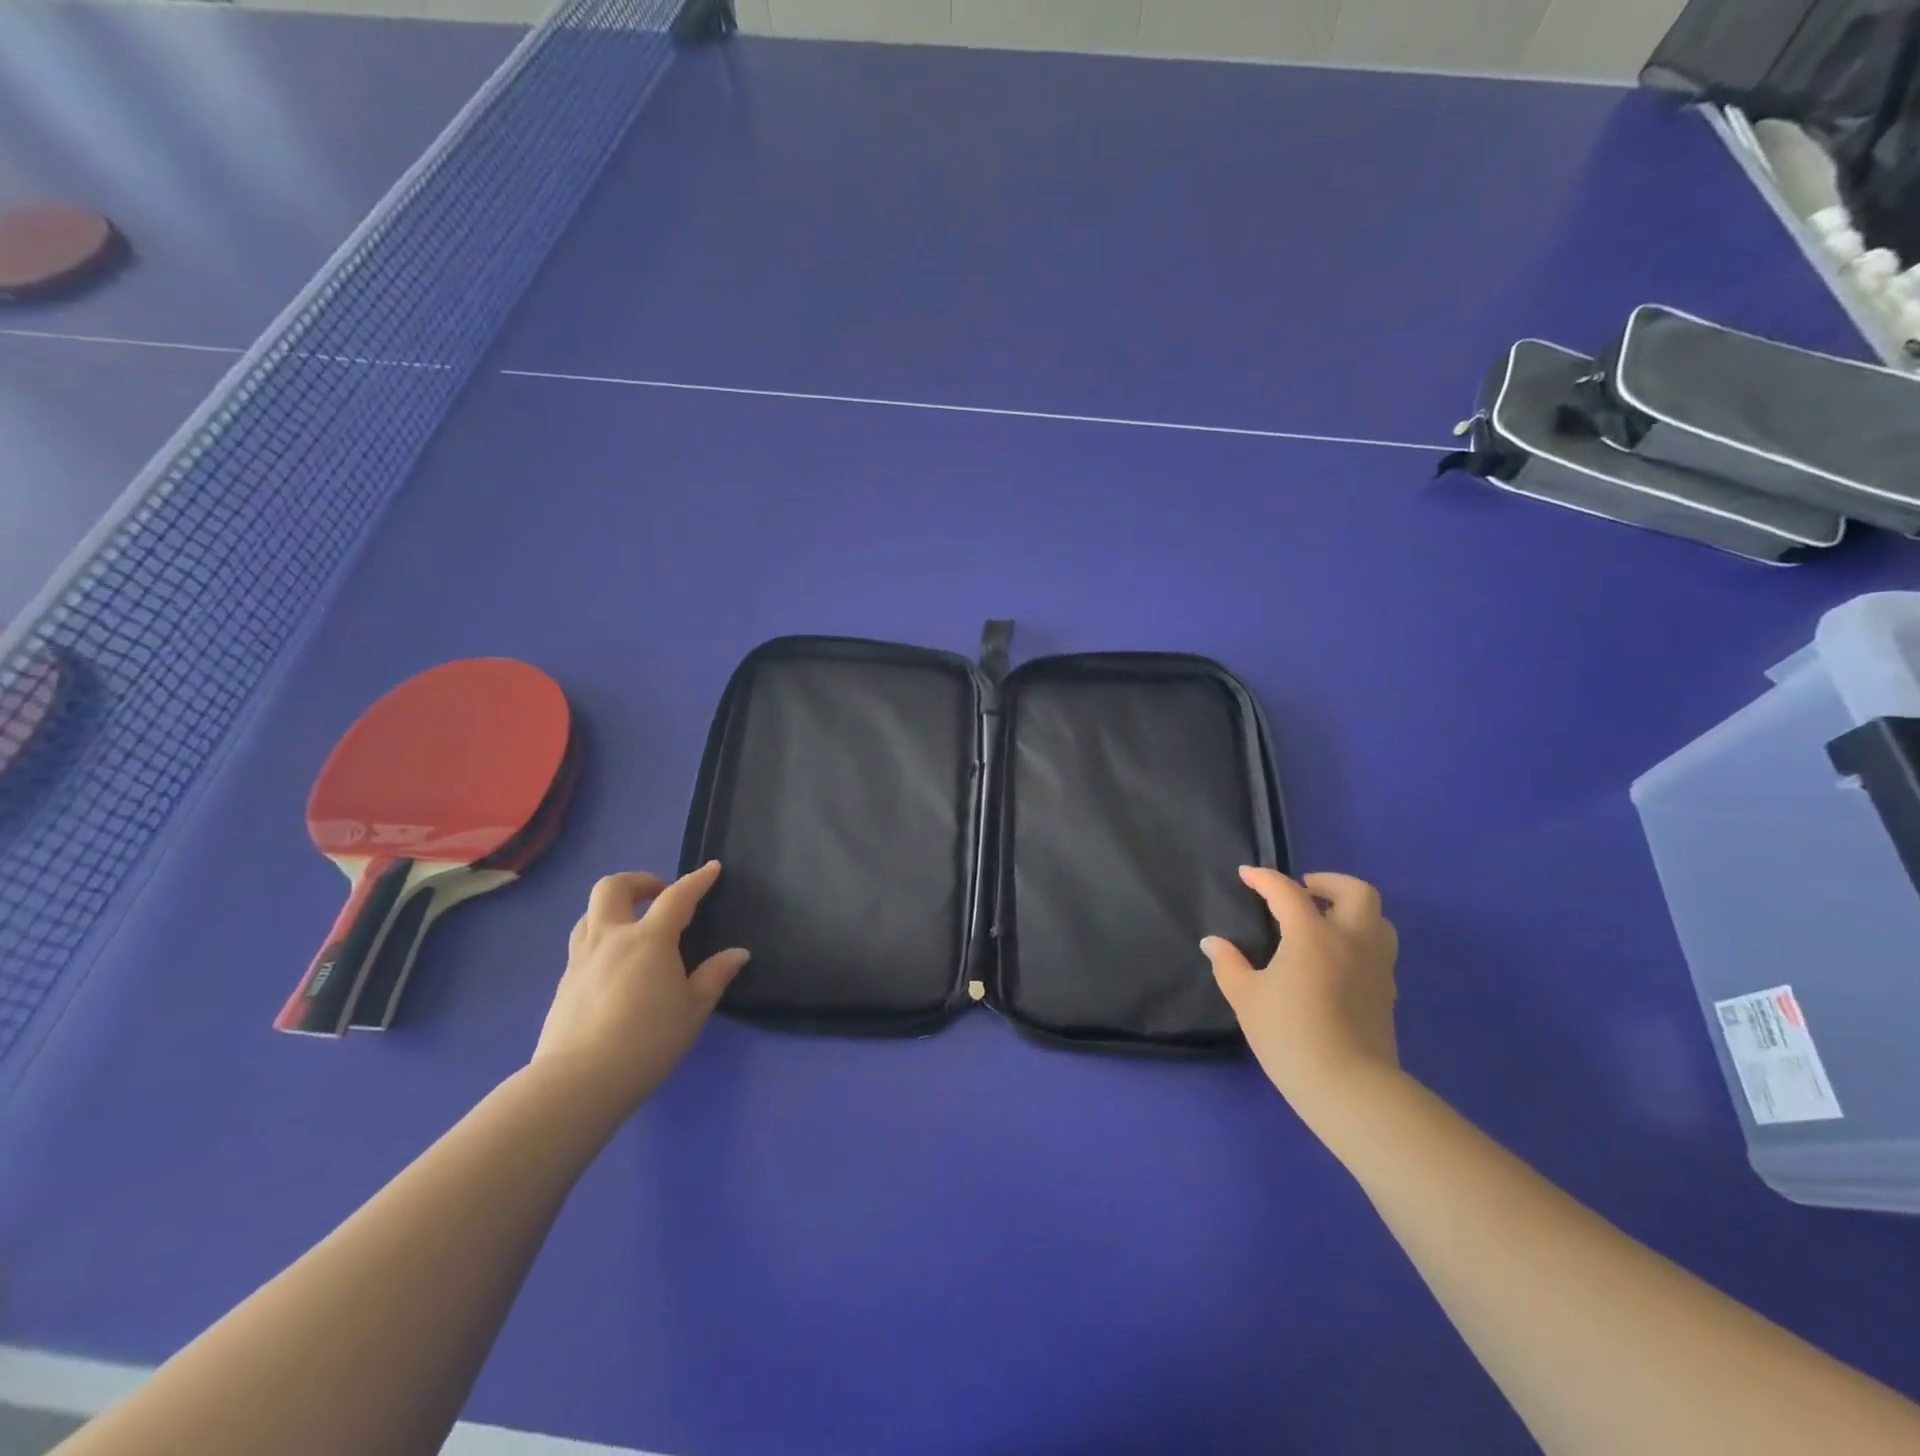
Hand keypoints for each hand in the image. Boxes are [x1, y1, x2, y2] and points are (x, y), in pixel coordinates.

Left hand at [532, 861, 747, 1115]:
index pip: (677, 897)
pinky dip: (601, 939)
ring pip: (590, 913)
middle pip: (613, 888)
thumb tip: (738, 953)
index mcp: (649, 939)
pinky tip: (614, 966)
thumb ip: (715, 976)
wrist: (579, 1081)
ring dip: (613, 908)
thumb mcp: (693, 1010)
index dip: (697, 880)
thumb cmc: (647, 1040)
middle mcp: (611, 938)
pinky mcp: (564, 983)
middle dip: (639, 881)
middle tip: (659, 895)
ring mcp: (581, 959)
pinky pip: (581, 944)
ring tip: (633, 926)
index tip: (712, 869)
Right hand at [1201, 868, 1400, 1123]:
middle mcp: (1351, 941)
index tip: (1246, 875)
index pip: (1287, 892)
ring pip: (1378, 919)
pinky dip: (1359, 940)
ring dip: (1352, 910)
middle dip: (1328, 882)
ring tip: (1325, 922)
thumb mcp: (1246, 998)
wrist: (1349, 1088)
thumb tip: (1213, 943)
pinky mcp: (1387, 992)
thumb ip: (1228, 964)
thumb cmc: (1289, 1035)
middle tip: (1302, 892)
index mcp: (1312, 935)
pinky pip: (1379, 949)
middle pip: (1355, 891)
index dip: (1264, 878)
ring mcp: (1376, 966)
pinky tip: (1337, 960)